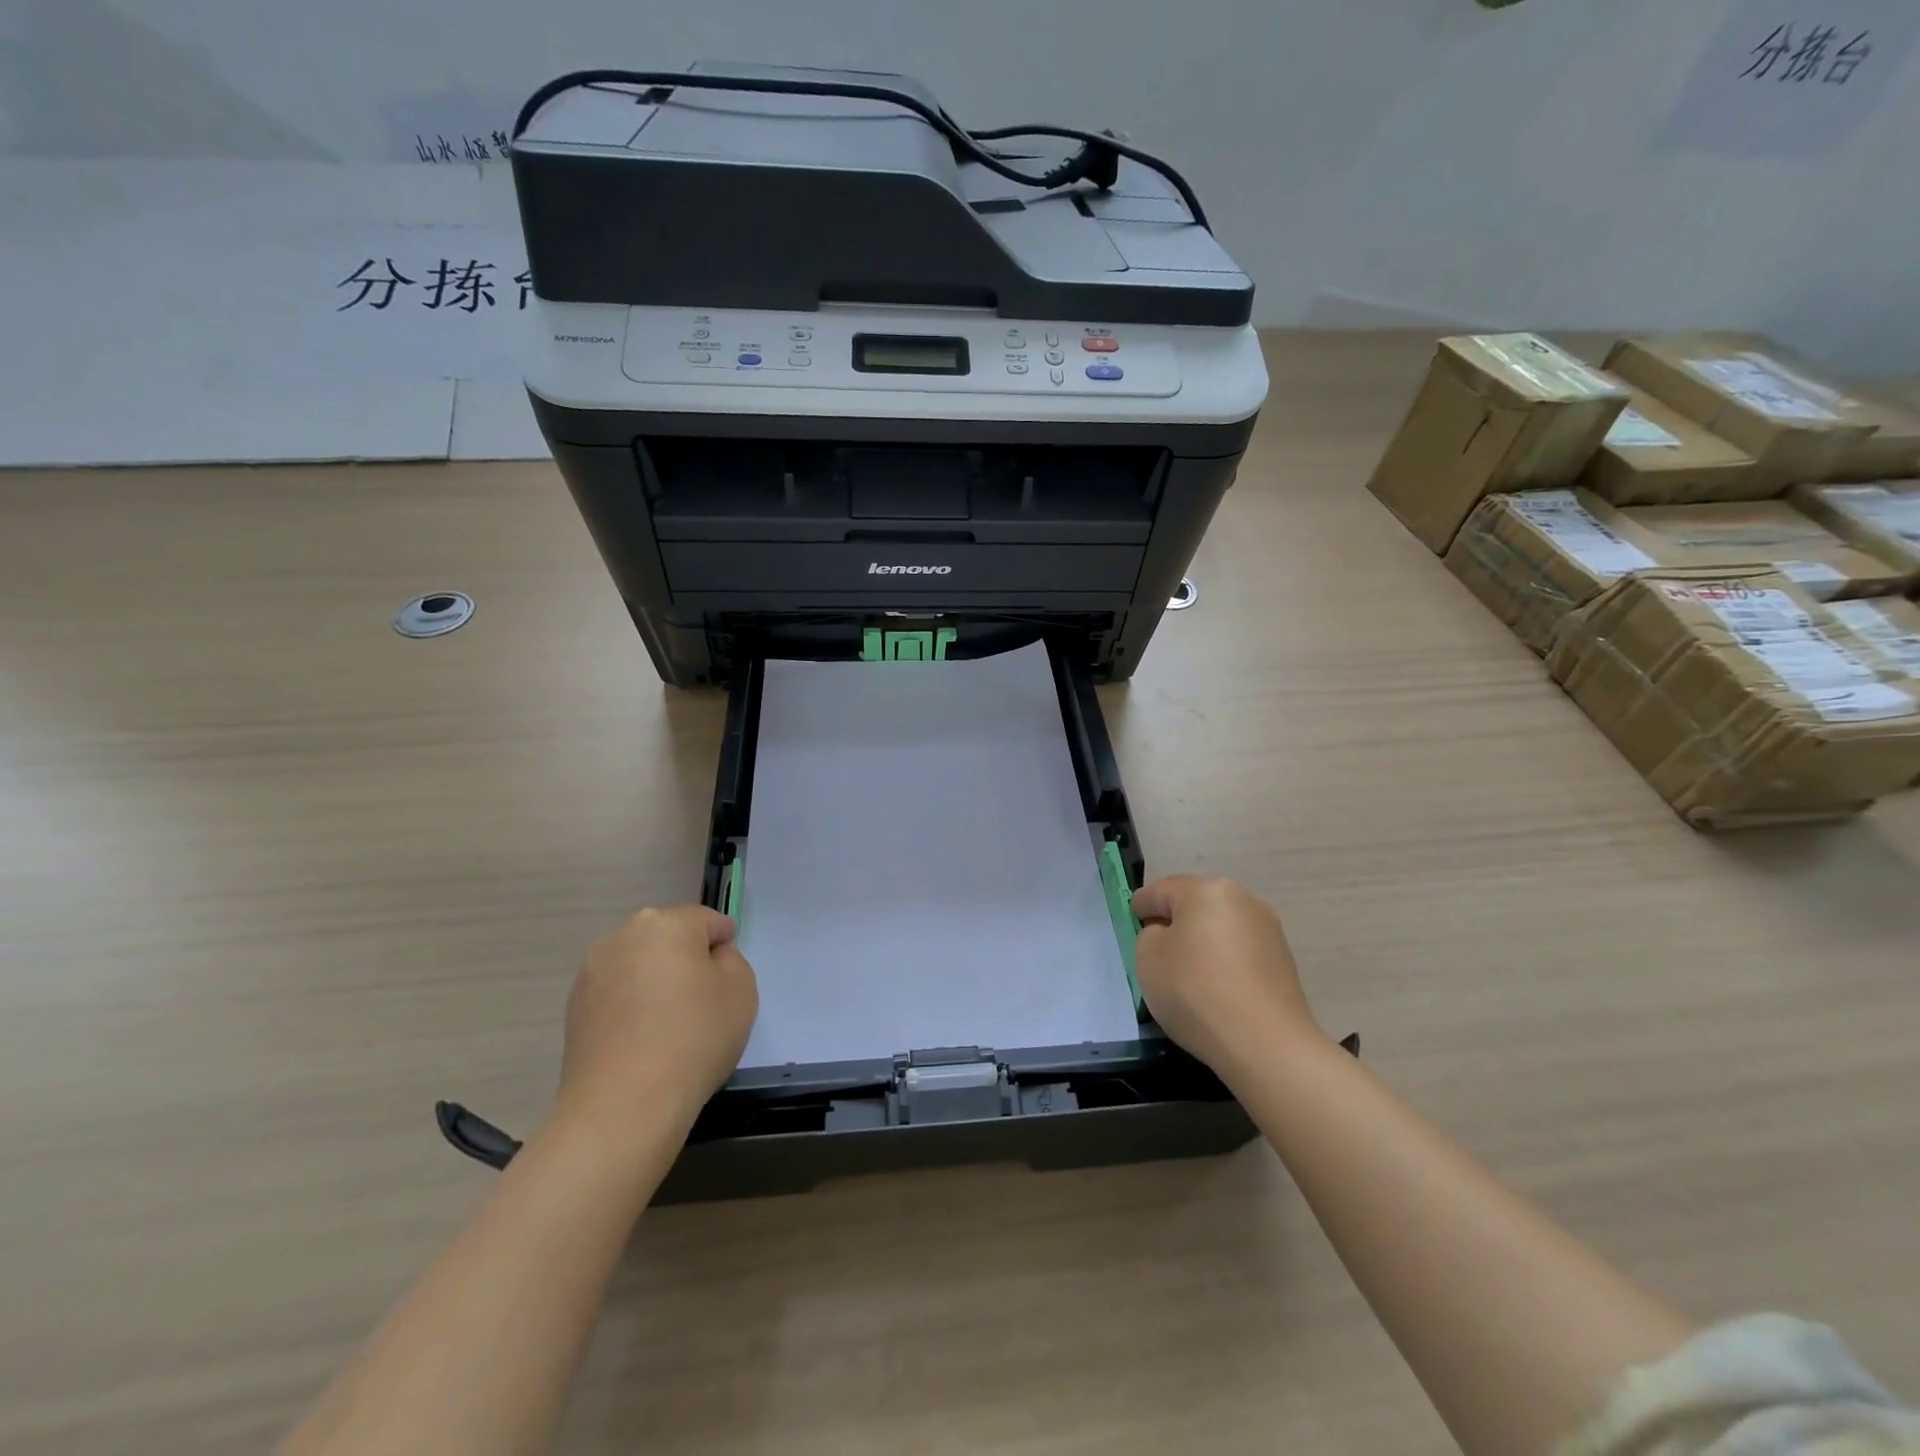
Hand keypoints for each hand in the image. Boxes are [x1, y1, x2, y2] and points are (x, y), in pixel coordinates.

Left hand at [557, 905, 758, 1134]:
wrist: (623, 1105)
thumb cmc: (693, 1038)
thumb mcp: (742, 990)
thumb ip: (731, 960)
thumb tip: (708, 960)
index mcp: (666, 923)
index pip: (709, 922)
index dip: (725, 950)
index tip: (728, 985)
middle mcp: (623, 935)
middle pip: (670, 938)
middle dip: (688, 961)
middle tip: (703, 1004)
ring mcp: (592, 970)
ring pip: (641, 964)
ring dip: (658, 982)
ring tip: (669, 1026)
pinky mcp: (574, 1005)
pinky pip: (618, 992)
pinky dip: (633, 1005)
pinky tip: (643, 1040)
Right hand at [1132, 876, 1323, 1079]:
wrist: (1265, 1043)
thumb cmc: (1195, 991)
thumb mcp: (1147, 958)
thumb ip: (1149, 936)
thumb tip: (1168, 935)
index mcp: (1206, 891)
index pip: (1162, 890)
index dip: (1142, 905)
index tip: (1132, 920)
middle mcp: (1242, 900)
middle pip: (1196, 904)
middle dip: (1175, 921)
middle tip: (1156, 948)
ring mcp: (1268, 930)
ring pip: (1221, 927)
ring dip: (1203, 941)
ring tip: (1187, 972)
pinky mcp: (1283, 961)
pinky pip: (1240, 951)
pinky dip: (1224, 961)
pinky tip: (1215, 988)